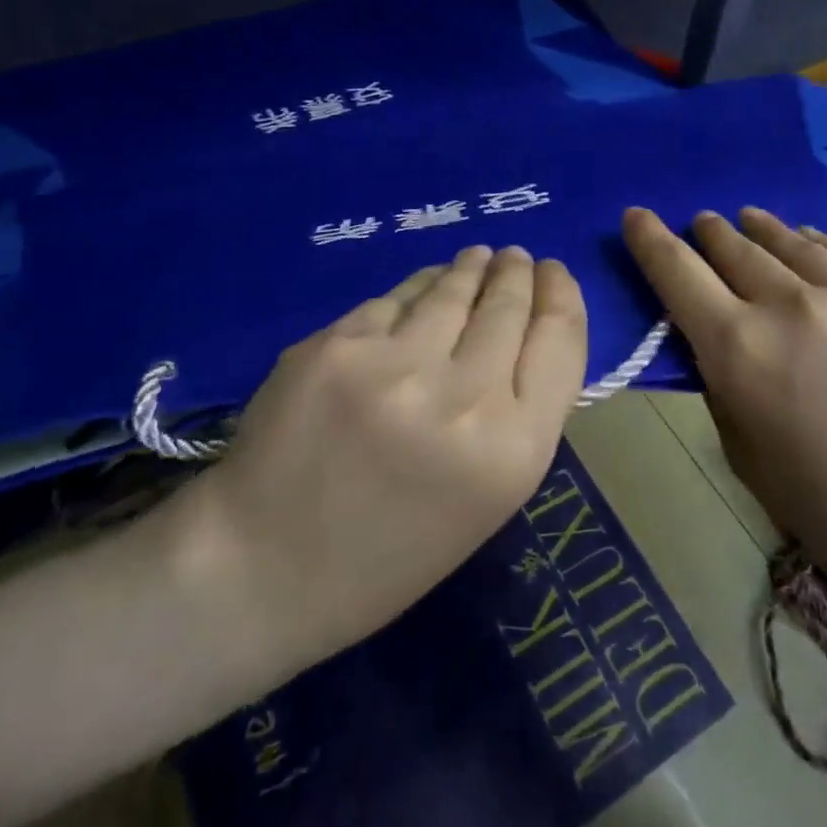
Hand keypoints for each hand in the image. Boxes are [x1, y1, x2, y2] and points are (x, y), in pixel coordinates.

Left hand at [142, 245, 587, 678]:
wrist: (264, 568)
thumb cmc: (388, 553)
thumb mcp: (485, 499)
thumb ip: (515, 416)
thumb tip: (524, 331)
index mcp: (513, 452)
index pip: (560, 341)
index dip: (562, 296)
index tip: (554, 274)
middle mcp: (464, 399)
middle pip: (508, 307)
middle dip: (516, 274)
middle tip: (515, 258)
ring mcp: (395, 366)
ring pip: (451, 290)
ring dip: (470, 269)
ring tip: (478, 258)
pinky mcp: (338, 344)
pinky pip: (394, 300)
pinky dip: (416, 290)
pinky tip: (422, 286)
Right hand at [622, 206, 826, 613]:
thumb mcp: (750, 458)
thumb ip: (724, 389)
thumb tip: (718, 344)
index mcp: (740, 349)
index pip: (676, 273)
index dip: (650, 239)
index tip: (637, 215)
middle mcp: (792, 305)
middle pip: (733, 247)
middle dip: (708, 231)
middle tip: (701, 222)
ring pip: (790, 241)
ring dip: (759, 228)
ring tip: (747, 218)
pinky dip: (816, 245)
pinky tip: (811, 241)